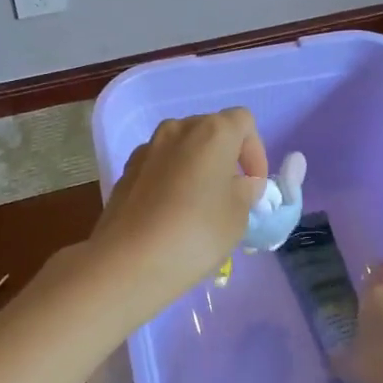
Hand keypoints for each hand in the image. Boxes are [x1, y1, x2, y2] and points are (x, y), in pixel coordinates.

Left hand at [92, 109, 268, 312]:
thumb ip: (246, 192)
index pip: (243, 122)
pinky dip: (171, 179)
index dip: (255, 151)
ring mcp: (147, 149)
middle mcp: (177, 129)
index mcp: (211, 132)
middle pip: (210, 130)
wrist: (130, 260)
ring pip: (182, 148)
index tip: (254, 185)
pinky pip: (159, 166)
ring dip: (197, 167)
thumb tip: (242, 184)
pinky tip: (171, 213)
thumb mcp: (238, 215)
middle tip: (232, 194)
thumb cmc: (196, 233)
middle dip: (226, 157)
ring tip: (201, 205)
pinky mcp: (126, 171)